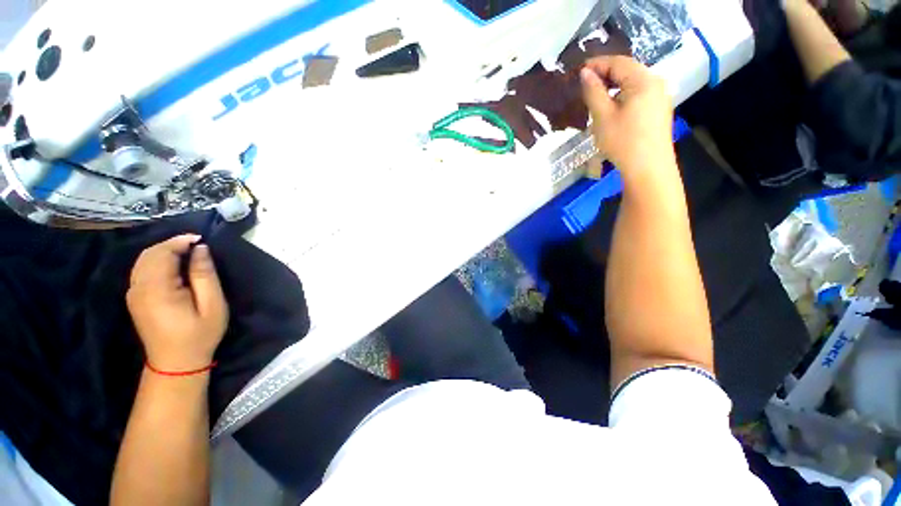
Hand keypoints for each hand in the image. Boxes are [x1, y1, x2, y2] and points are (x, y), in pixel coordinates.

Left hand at [127, 235, 228, 371]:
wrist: (176, 362)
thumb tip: (200, 249)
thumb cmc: (199, 334)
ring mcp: (133, 293)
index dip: (180, 241)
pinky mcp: (135, 298)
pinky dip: (156, 260)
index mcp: (157, 290)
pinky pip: (141, 270)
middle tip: (196, 245)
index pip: (162, 254)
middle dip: (171, 244)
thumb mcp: (212, 305)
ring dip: (163, 251)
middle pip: (149, 254)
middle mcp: (139, 288)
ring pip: (143, 260)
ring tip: (187, 252)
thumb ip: (204, 275)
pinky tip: (173, 265)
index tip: (201, 239)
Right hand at [580, 56, 674, 172]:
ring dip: (613, 86)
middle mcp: (655, 82)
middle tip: (584, 84)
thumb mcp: (603, 116)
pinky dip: (622, 95)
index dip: (596, 64)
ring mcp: (660, 96)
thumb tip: (585, 73)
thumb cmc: (623, 141)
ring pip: (632, 83)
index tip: (578, 71)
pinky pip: (638, 94)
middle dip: (605, 74)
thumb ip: (593, 92)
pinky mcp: (658, 110)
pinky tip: (611, 107)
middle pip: (627, 71)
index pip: (617, 62)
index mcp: (643, 80)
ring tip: (595, 95)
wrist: (648, 168)